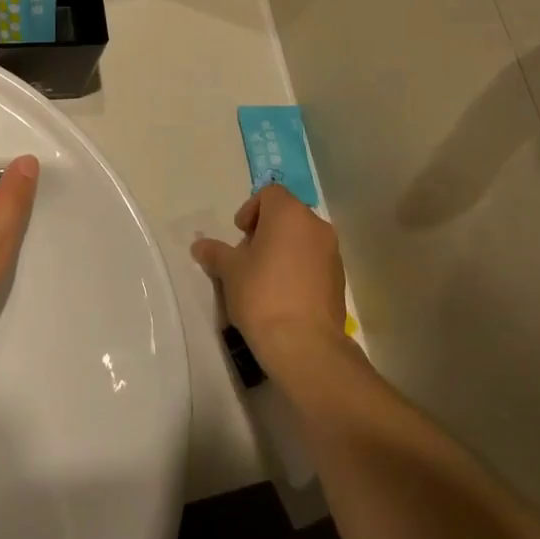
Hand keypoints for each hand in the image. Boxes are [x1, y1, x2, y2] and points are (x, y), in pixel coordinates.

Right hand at [192, 185, 348, 372]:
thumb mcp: (230, 271)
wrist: (305, 344)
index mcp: (289, 214)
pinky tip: (284, 295)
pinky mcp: (339, 279)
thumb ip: (215, 252)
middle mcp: (316, 225)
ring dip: (284, 249)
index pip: (269, 194)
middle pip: (288, 215)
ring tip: (265, 278)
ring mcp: (332, 252)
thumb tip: (200, 245)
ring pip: (303, 239)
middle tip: (248, 257)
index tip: (240, 235)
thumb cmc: (262, 295)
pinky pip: (314, 261)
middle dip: (266, 230)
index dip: (250, 210)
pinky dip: (299, 268)